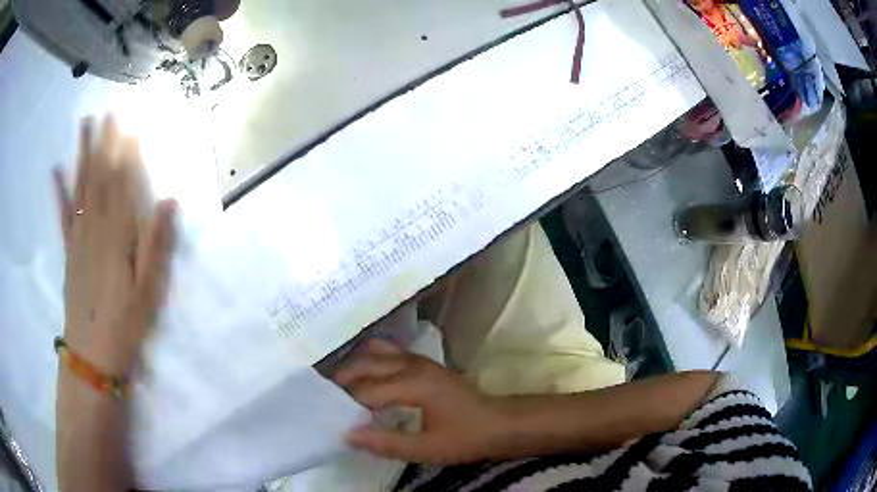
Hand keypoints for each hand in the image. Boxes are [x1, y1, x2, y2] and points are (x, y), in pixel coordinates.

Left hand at [53, 116, 176, 375]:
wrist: (92, 354)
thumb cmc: (125, 324)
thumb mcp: (149, 291)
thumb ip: (156, 244)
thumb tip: (169, 201)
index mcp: (118, 236)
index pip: (123, 182)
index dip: (127, 150)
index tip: (133, 121)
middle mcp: (95, 227)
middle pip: (100, 175)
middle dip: (105, 140)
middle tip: (109, 109)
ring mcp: (78, 237)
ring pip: (80, 186)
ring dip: (82, 152)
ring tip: (85, 124)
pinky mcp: (68, 250)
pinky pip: (62, 214)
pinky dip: (58, 190)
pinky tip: (56, 170)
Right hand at [334, 340, 506, 464]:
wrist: (498, 423)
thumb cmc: (465, 438)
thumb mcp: (426, 449)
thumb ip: (386, 443)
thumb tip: (347, 435)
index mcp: (412, 384)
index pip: (365, 391)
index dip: (346, 406)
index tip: (329, 418)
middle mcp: (411, 364)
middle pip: (364, 364)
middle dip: (342, 381)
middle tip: (326, 401)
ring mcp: (417, 360)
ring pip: (374, 352)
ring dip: (354, 367)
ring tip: (341, 389)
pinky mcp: (422, 362)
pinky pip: (387, 352)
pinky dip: (369, 360)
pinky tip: (364, 377)